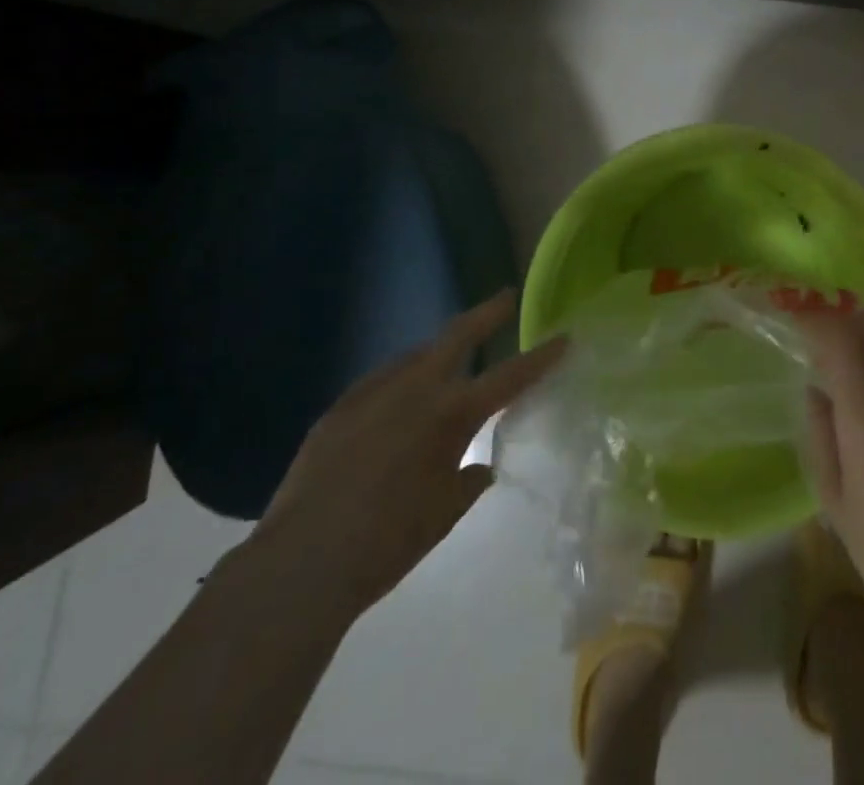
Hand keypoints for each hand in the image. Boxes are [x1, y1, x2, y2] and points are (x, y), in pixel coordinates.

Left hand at [246, 291, 565, 617]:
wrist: (299, 565)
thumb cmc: (386, 543)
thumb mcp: (443, 515)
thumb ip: (468, 481)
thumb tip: (478, 466)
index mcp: (451, 414)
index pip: (510, 377)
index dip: (541, 357)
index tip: (564, 337)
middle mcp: (415, 390)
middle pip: (458, 336)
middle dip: (486, 314)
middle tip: (504, 297)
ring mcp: (372, 394)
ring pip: (415, 355)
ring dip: (437, 350)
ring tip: (449, 355)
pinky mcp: (339, 409)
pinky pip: (380, 381)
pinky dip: (400, 379)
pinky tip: (397, 398)